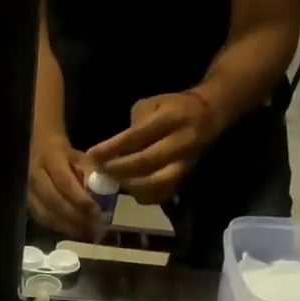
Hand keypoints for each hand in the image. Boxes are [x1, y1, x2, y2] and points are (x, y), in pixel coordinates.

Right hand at [28, 130, 101, 238]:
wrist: (38, 150)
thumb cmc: (64, 155)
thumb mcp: (80, 157)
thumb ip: (90, 173)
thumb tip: (100, 195)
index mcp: (50, 159)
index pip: (66, 184)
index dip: (81, 201)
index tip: (97, 213)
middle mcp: (35, 176)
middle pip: (55, 203)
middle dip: (76, 218)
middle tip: (95, 229)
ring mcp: (27, 191)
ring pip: (47, 214)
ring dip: (68, 227)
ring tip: (86, 234)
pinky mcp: (25, 203)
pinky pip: (42, 219)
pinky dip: (58, 228)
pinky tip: (72, 231)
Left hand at [85, 91, 220, 204]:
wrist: (207, 117)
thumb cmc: (171, 108)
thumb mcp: (151, 105)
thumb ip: (133, 126)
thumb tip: (112, 151)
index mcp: (171, 117)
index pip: (137, 136)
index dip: (112, 148)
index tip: (92, 155)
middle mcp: (181, 141)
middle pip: (146, 162)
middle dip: (119, 169)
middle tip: (100, 172)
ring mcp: (185, 162)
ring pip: (156, 182)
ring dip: (130, 185)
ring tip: (114, 181)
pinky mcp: (186, 177)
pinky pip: (163, 193)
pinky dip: (143, 195)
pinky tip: (131, 189)